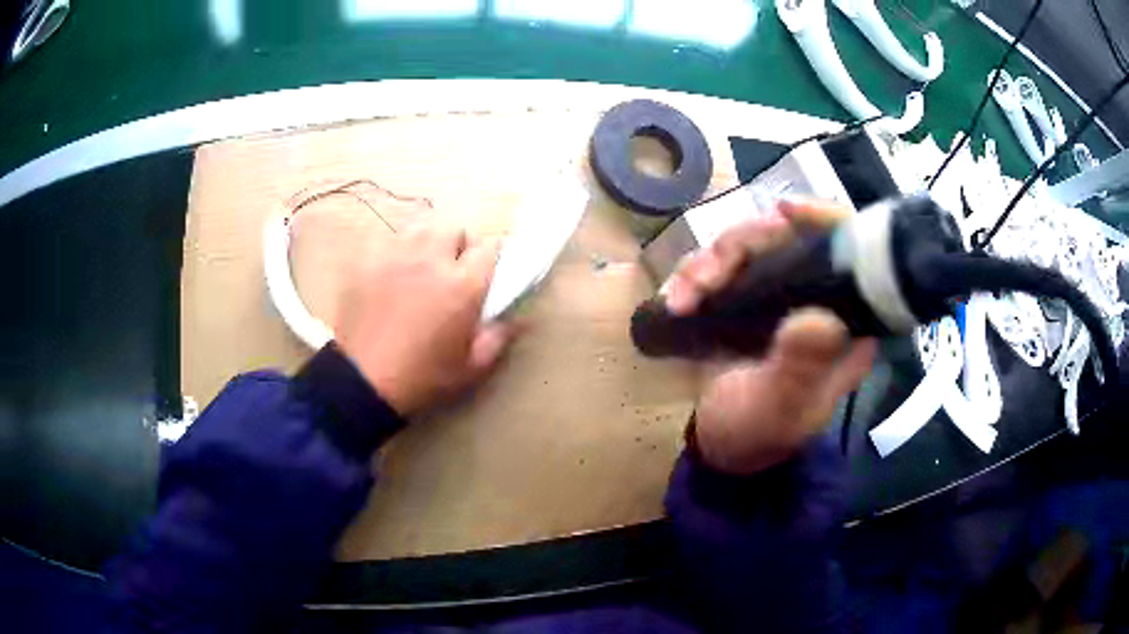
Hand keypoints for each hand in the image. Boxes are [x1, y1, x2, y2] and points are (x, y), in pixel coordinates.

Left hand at [333, 225, 515, 416]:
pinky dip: (397, 253)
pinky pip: (388, 243)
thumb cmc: (422, 378)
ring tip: (422, 269)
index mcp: (462, 285)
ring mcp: (395, 257)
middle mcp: (431, 260)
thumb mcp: (471, 368)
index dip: (494, 256)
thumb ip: (499, 338)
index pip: (491, 246)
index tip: (490, 271)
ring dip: (428, 244)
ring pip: (420, 229)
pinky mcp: (367, 263)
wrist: (362, 382)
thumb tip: (521, 318)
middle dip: (459, 245)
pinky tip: (392, 276)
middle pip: (454, 228)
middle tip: (453, 272)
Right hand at [664, 198, 877, 474]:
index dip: (825, 219)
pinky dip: (695, 275)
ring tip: (682, 299)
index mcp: (847, 321)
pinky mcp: (747, 296)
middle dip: (744, 246)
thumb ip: (800, 369)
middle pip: (789, 236)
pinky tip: (674, 301)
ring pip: (751, 245)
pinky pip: (722, 264)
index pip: (851, 249)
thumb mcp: (782, 409)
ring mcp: (779, 293)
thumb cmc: (761, 433)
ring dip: (710, 262)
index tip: (786, 212)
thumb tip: (820, 317)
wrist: (724, 447)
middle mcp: (818, 297)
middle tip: (706, 278)